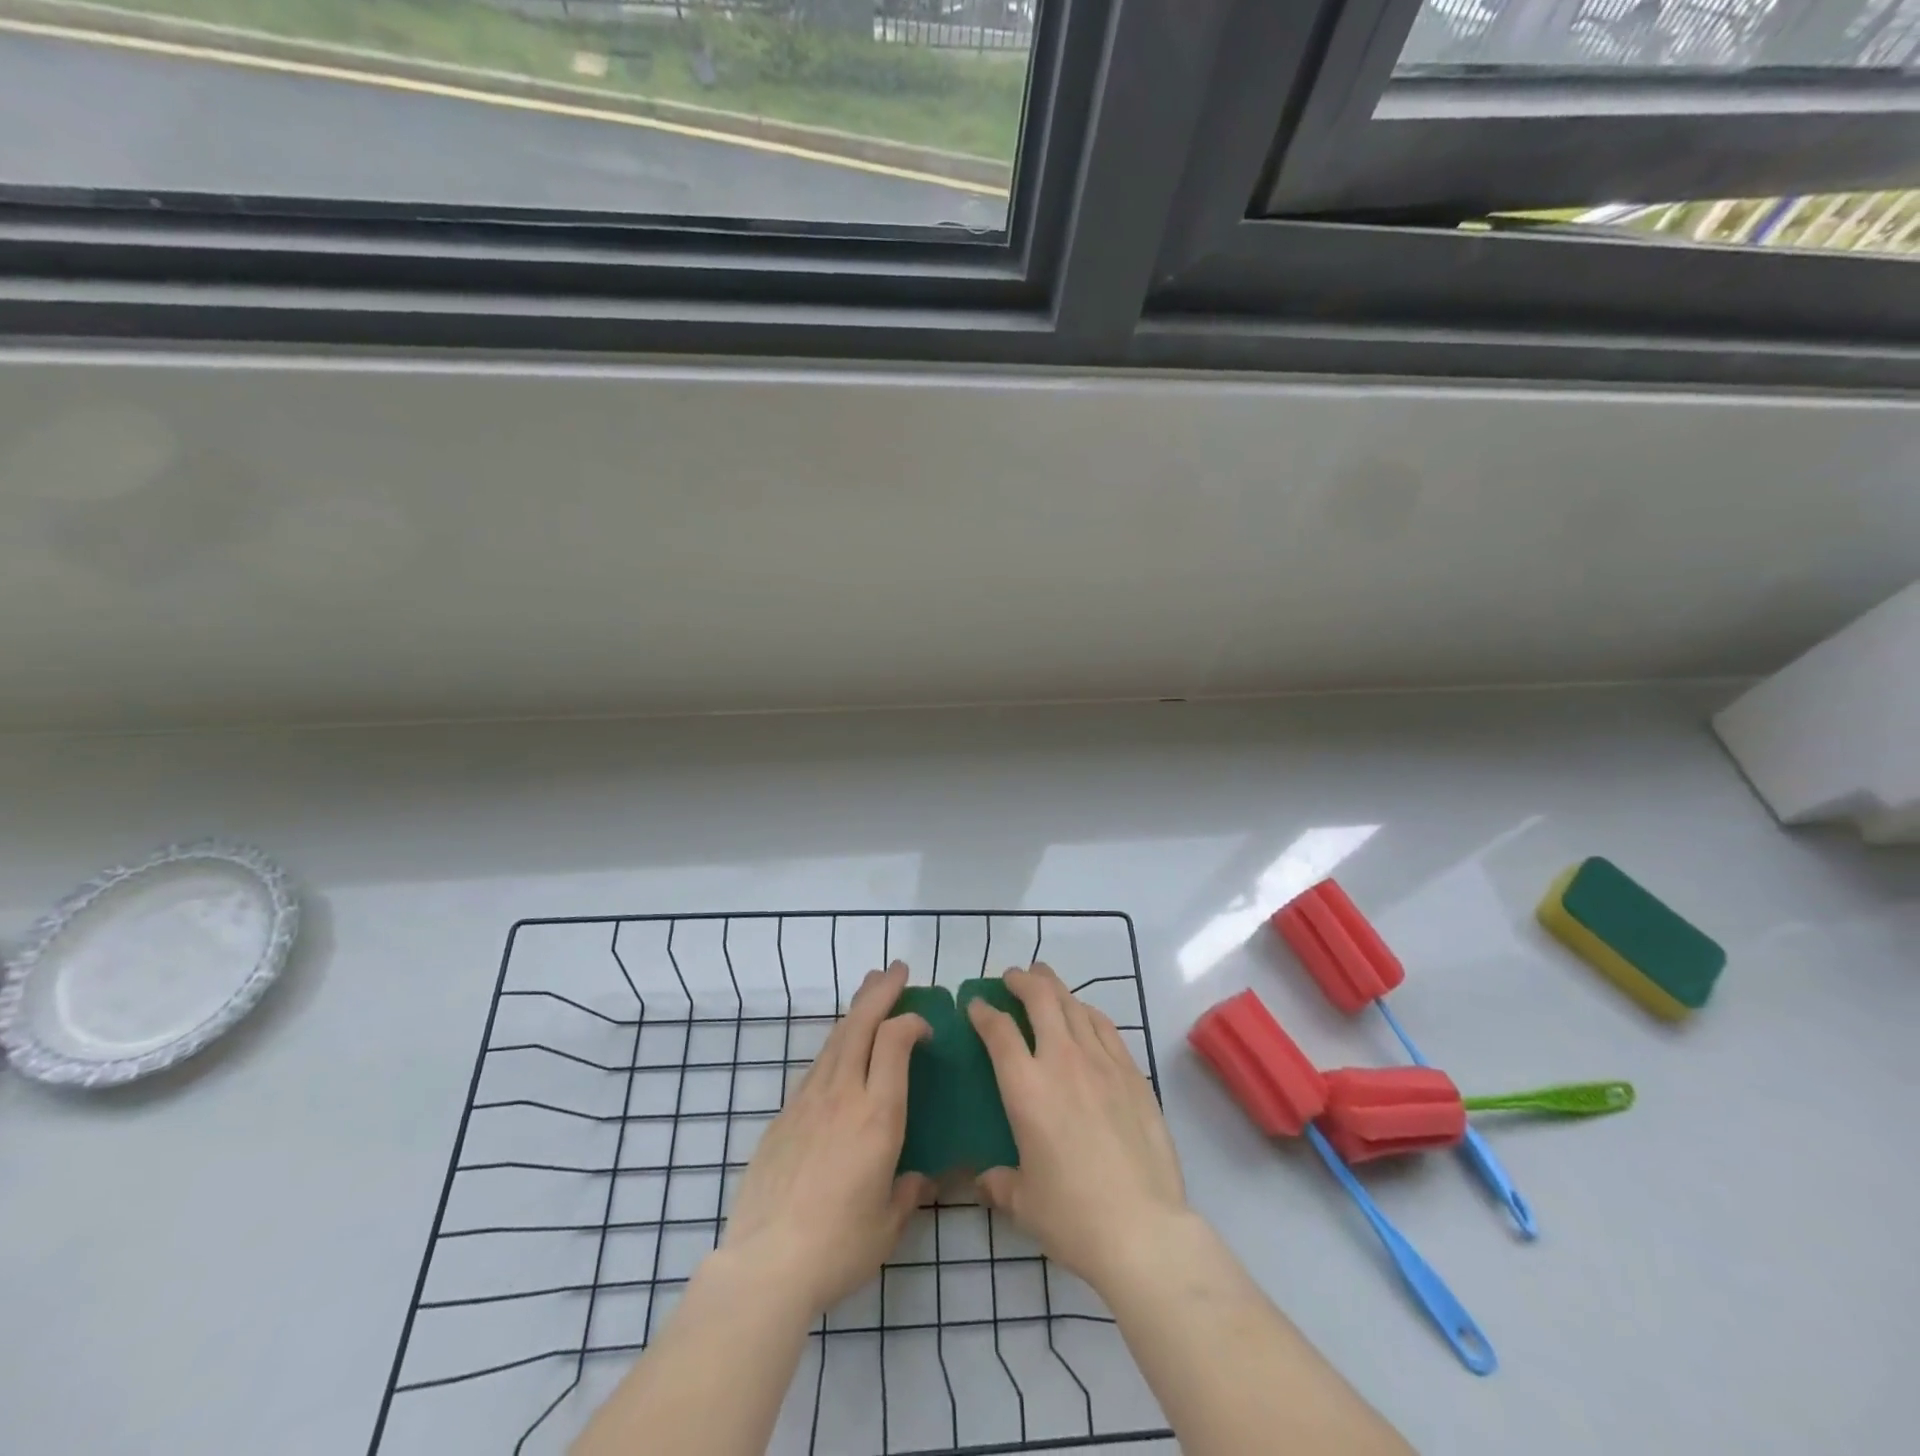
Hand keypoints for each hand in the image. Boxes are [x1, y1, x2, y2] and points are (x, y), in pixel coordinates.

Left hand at [720, 961, 931, 1316]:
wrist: (765, 1265)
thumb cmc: (838, 1246)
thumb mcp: (888, 1225)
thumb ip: (909, 1192)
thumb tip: (921, 1178)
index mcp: (877, 1114)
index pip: (894, 1042)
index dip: (911, 1021)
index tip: (925, 1025)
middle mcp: (842, 1094)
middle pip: (861, 1025)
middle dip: (881, 991)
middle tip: (897, 970)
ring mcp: (808, 1101)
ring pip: (835, 1039)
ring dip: (855, 1009)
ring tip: (869, 989)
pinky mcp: (783, 1116)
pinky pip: (816, 1067)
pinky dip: (834, 1046)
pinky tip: (838, 1051)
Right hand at [968, 964, 1189, 1293]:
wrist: (1143, 1229)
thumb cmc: (1073, 1217)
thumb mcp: (1023, 1203)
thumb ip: (999, 1182)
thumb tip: (984, 1180)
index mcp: (1026, 1088)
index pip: (999, 1031)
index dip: (983, 1012)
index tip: (976, 1006)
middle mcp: (1062, 1062)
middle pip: (1040, 999)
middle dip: (1022, 980)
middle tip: (1012, 977)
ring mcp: (1102, 1063)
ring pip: (1075, 1005)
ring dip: (1055, 987)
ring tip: (1045, 981)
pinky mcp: (1133, 1073)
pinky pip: (1105, 1027)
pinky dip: (1088, 1012)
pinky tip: (1084, 1014)